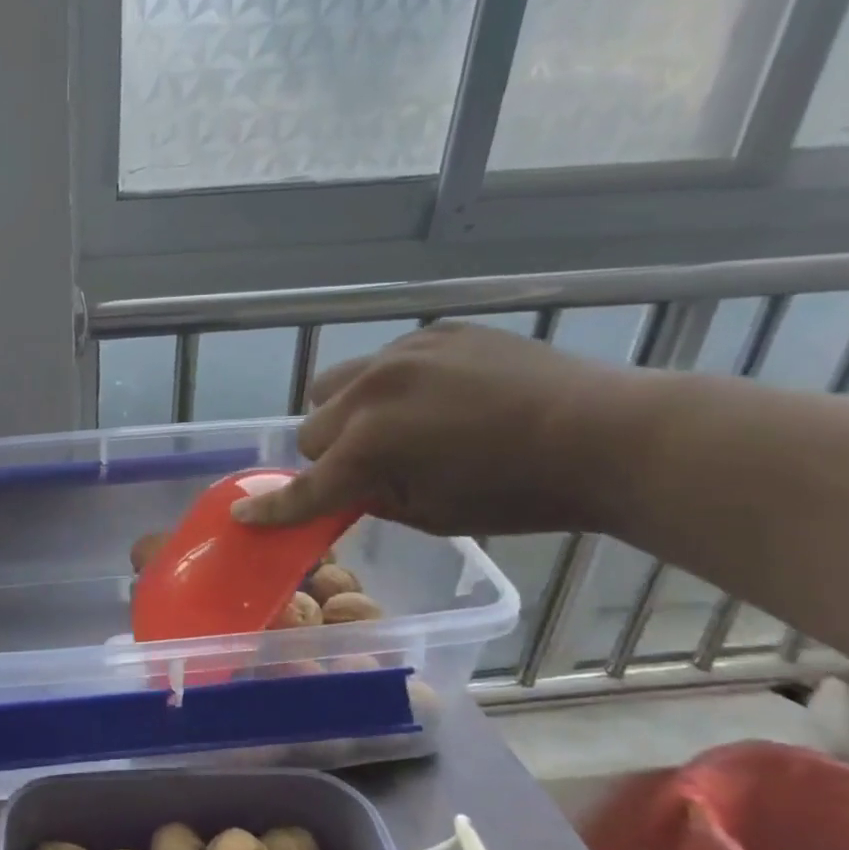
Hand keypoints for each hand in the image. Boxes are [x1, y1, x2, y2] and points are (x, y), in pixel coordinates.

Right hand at [232, 323, 636, 535]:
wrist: (605, 435)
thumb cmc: (518, 494)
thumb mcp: (430, 516)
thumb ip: (370, 497)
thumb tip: (345, 484)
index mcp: (372, 445)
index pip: (307, 485)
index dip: (274, 507)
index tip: (243, 516)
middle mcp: (372, 390)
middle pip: (311, 429)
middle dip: (328, 456)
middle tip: (369, 470)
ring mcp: (403, 354)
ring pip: (335, 384)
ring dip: (346, 413)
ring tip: (391, 426)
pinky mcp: (436, 333)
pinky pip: (383, 361)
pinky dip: (389, 386)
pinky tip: (434, 399)